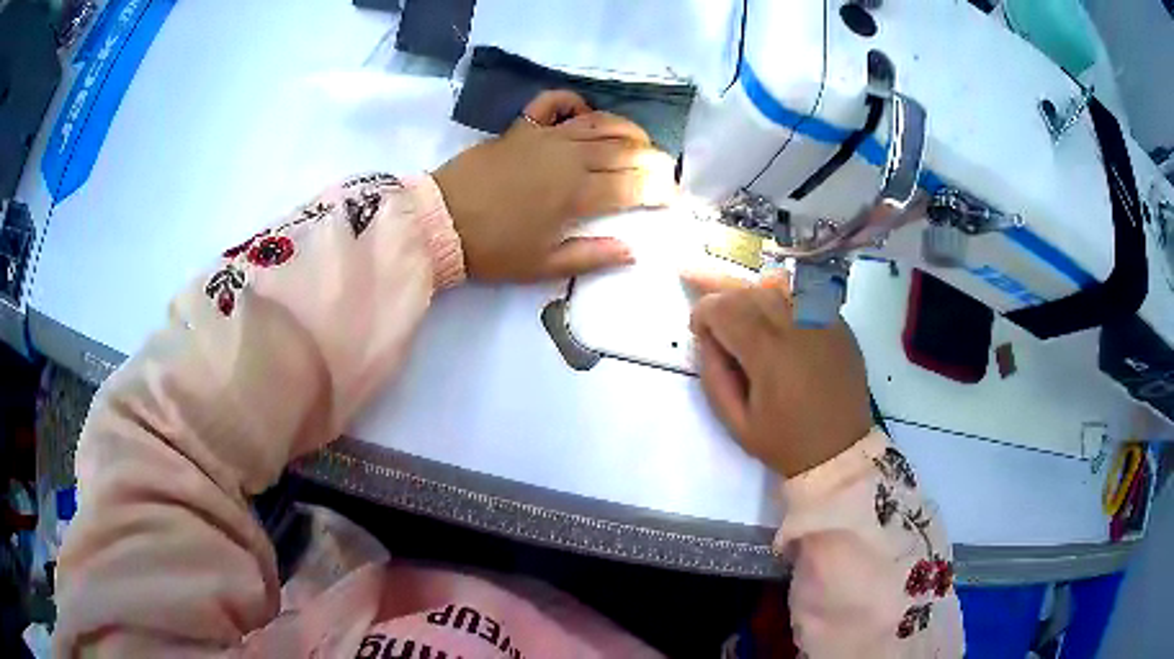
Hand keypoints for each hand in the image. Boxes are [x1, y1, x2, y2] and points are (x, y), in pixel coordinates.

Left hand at [433, 90, 676, 280]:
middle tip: (665, 171)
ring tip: (641, 141)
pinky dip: (573, 101)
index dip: (659, 189)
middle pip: (624, 149)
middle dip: (653, 159)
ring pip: (599, 123)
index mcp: (577, 194)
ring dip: (627, 129)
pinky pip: (554, 103)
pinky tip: (585, 110)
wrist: (440, 222)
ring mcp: (546, 137)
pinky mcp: (523, 128)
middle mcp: (570, 157)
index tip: (672, 198)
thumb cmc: (493, 249)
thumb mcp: (543, 265)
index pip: (632, 185)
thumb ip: (591, 257)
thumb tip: (632, 251)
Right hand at [685, 272, 872, 477]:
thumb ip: (713, 375)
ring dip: (749, 288)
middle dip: (720, 292)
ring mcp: (823, 320)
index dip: (702, 310)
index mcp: (769, 353)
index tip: (696, 329)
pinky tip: (767, 302)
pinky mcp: (838, 323)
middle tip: (699, 291)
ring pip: (777, 284)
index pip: (725, 307)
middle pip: (748, 289)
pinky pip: (804, 294)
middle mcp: (797, 325)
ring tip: (731, 292)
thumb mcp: (736, 422)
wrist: (840, 450)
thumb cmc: (785, 442)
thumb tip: (705, 337)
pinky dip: (780, 293)